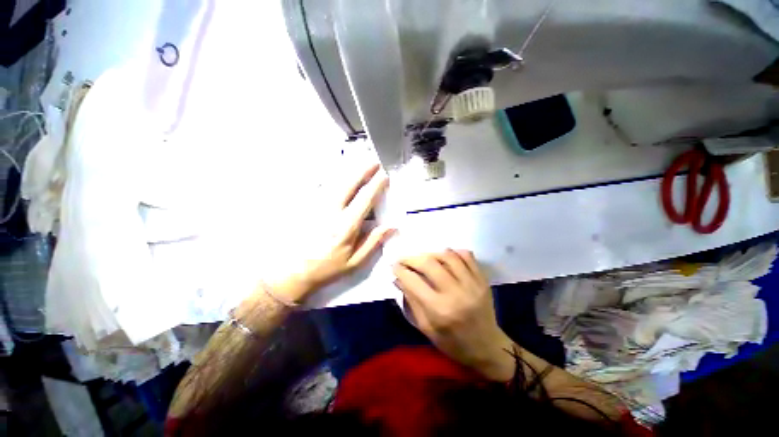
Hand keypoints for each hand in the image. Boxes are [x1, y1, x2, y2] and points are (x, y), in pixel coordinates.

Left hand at [275, 164, 393, 302]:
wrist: (293, 272)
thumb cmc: (327, 268)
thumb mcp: (355, 261)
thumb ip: (373, 242)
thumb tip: (391, 227)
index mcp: (346, 226)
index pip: (365, 199)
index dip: (376, 186)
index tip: (384, 175)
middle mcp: (332, 211)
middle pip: (349, 184)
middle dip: (363, 171)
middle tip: (374, 161)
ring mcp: (318, 207)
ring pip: (335, 183)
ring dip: (350, 172)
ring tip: (360, 165)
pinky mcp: (308, 207)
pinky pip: (323, 188)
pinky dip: (334, 180)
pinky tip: (340, 177)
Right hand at [393, 250, 515, 380]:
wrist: (487, 348)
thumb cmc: (453, 343)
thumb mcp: (426, 328)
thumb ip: (411, 301)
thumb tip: (398, 279)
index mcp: (439, 310)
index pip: (413, 281)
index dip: (400, 270)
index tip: (394, 265)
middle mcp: (455, 293)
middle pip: (429, 263)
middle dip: (412, 258)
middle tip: (404, 259)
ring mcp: (472, 284)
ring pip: (448, 256)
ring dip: (431, 253)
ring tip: (424, 258)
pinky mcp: (482, 280)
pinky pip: (467, 256)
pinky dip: (453, 252)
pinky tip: (445, 256)